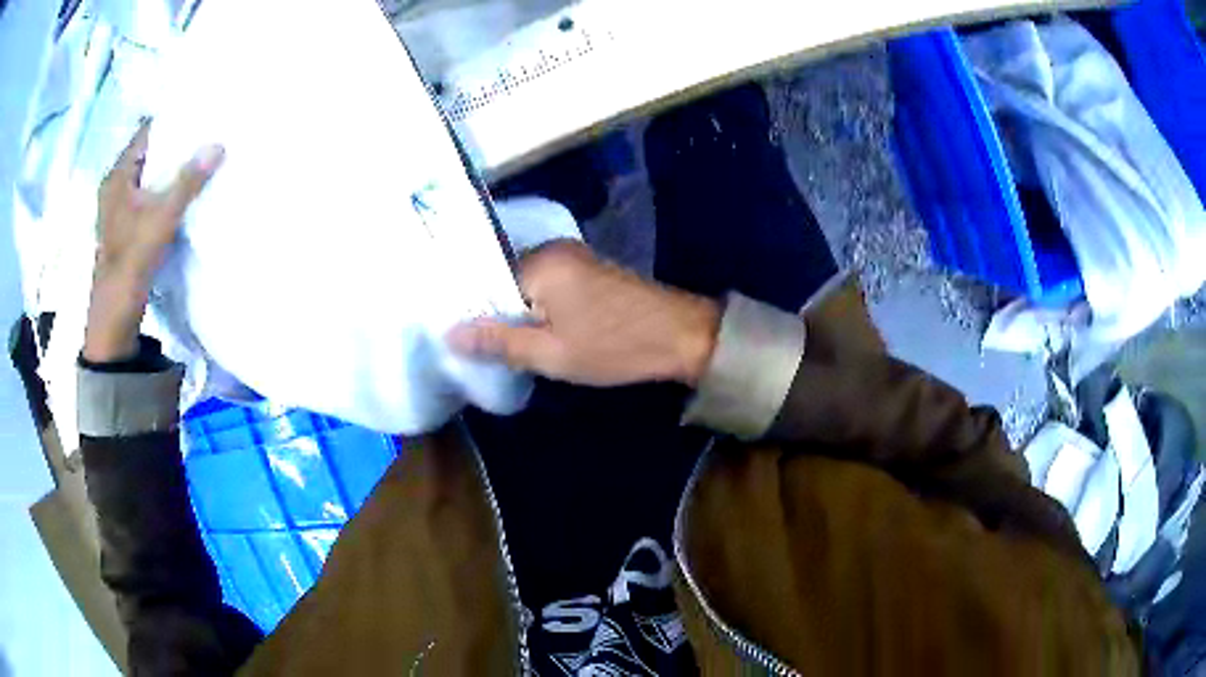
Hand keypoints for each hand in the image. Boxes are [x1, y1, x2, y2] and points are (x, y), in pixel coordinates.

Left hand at [83, 121, 223, 362]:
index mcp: (117, 176)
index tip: (198, 113)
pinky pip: (145, 196)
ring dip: (167, 168)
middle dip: (173, 144)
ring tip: (196, 157)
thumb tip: (219, 144)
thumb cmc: (132, 260)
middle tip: (203, 132)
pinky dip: (161, 189)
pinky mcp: (123, 227)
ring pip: (146, 177)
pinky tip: (179, 190)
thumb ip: (189, 182)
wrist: (115, 316)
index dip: (171, 121)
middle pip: (147, 154)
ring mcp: (117, 209)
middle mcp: (114, 187)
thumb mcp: (162, 218)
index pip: (146, 134)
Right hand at [447, 241, 720, 386]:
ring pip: (528, 288)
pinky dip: (541, 310)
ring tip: (508, 347)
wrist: (682, 337)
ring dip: (521, 315)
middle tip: (486, 351)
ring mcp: (575, 258)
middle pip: (506, 283)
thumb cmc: (615, 346)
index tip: (466, 343)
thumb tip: (448, 333)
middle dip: (497, 315)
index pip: (486, 283)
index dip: (475, 314)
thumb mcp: (551, 353)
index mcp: (540, 262)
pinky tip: (539, 334)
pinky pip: (549, 288)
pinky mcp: (590, 271)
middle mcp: (554, 250)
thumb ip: (498, 341)